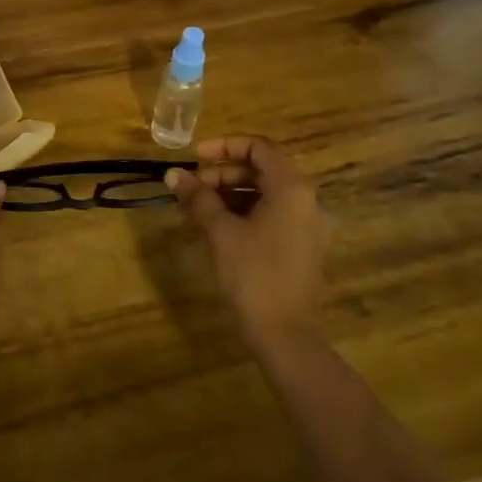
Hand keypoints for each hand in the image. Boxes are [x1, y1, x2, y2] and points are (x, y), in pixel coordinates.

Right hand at [166, 135, 332, 347]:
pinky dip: (246, 212)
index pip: (259, 147)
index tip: (195, 158)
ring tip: (198, 208)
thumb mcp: (220, 231)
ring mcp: (309, 225)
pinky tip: (218, 226)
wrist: (284, 334)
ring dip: (232, 193)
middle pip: (262, 170)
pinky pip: (273, 215)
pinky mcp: (303, 247)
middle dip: (223, 174)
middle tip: (191, 188)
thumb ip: (198, 197)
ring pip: (266, 194)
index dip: (224, 146)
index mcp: (292, 189)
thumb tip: (172, 173)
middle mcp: (307, 201)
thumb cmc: (252, 274)